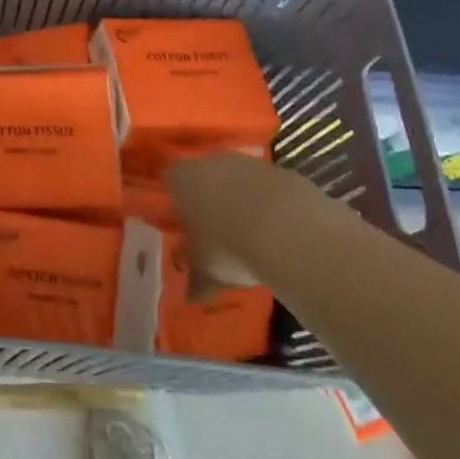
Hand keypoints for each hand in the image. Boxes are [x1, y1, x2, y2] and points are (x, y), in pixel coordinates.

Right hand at [166, 155, 322, 290]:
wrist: (290, 233)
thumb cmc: (230, 248)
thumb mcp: (207, 272)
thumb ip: (195, 280)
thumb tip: (189, 296)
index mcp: (183, 180)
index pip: (169, 179)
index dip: (174, 197)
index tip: (181, 219)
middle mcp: (211, 162)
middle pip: (204, 174)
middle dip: (208, 196)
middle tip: (214, 227)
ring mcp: (248, 163)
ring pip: (237, 177)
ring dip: (240, 197)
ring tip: (248, 230)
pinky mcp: (280, 171)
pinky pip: (267, 186)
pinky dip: (269, 202)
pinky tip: (278, 228)